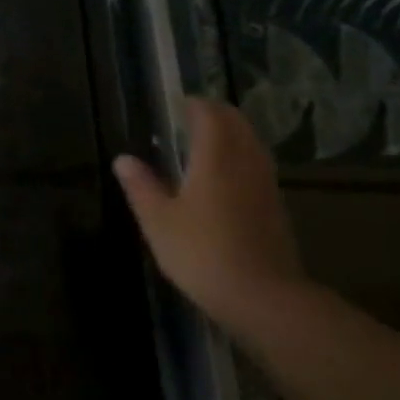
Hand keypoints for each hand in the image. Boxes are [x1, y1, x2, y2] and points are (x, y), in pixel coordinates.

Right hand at [113, 97, 308, 334]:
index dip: (195, 105)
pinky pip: (259, 164)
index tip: (178, 104)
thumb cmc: (201, 253)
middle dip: (217, 114)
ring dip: (233, 133)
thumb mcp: (158, 222)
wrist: (261, 295)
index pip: (210, 115)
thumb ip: (141, 186)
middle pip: (237, 123)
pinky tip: (228, 176)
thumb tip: (124, 159)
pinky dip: (243, 156)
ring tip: (210, 141)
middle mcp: (245, 162)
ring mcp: (265, 184)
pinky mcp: (275, 206)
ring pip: (252, 143)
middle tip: (193, 117)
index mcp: (216, 158)